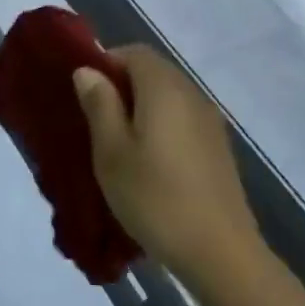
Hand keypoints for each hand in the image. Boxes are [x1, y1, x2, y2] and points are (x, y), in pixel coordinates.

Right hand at [73, 46, 267, 286]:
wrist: (220, 253)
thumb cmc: (154, 197)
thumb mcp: (111, 152)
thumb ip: (99, 104)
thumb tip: (87, 70)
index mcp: (164, 88)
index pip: (133, 52)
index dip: (105, 63)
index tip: (83, 94)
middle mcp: (191, 94)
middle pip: (153, 71)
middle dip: (121, 86)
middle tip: (94, 120)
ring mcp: (210, 122)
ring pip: (168, 97)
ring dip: (141, 108)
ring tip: (117, 144)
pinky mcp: (218, 149)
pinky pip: (182, 120)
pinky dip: (160, 127)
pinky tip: (148, 162)